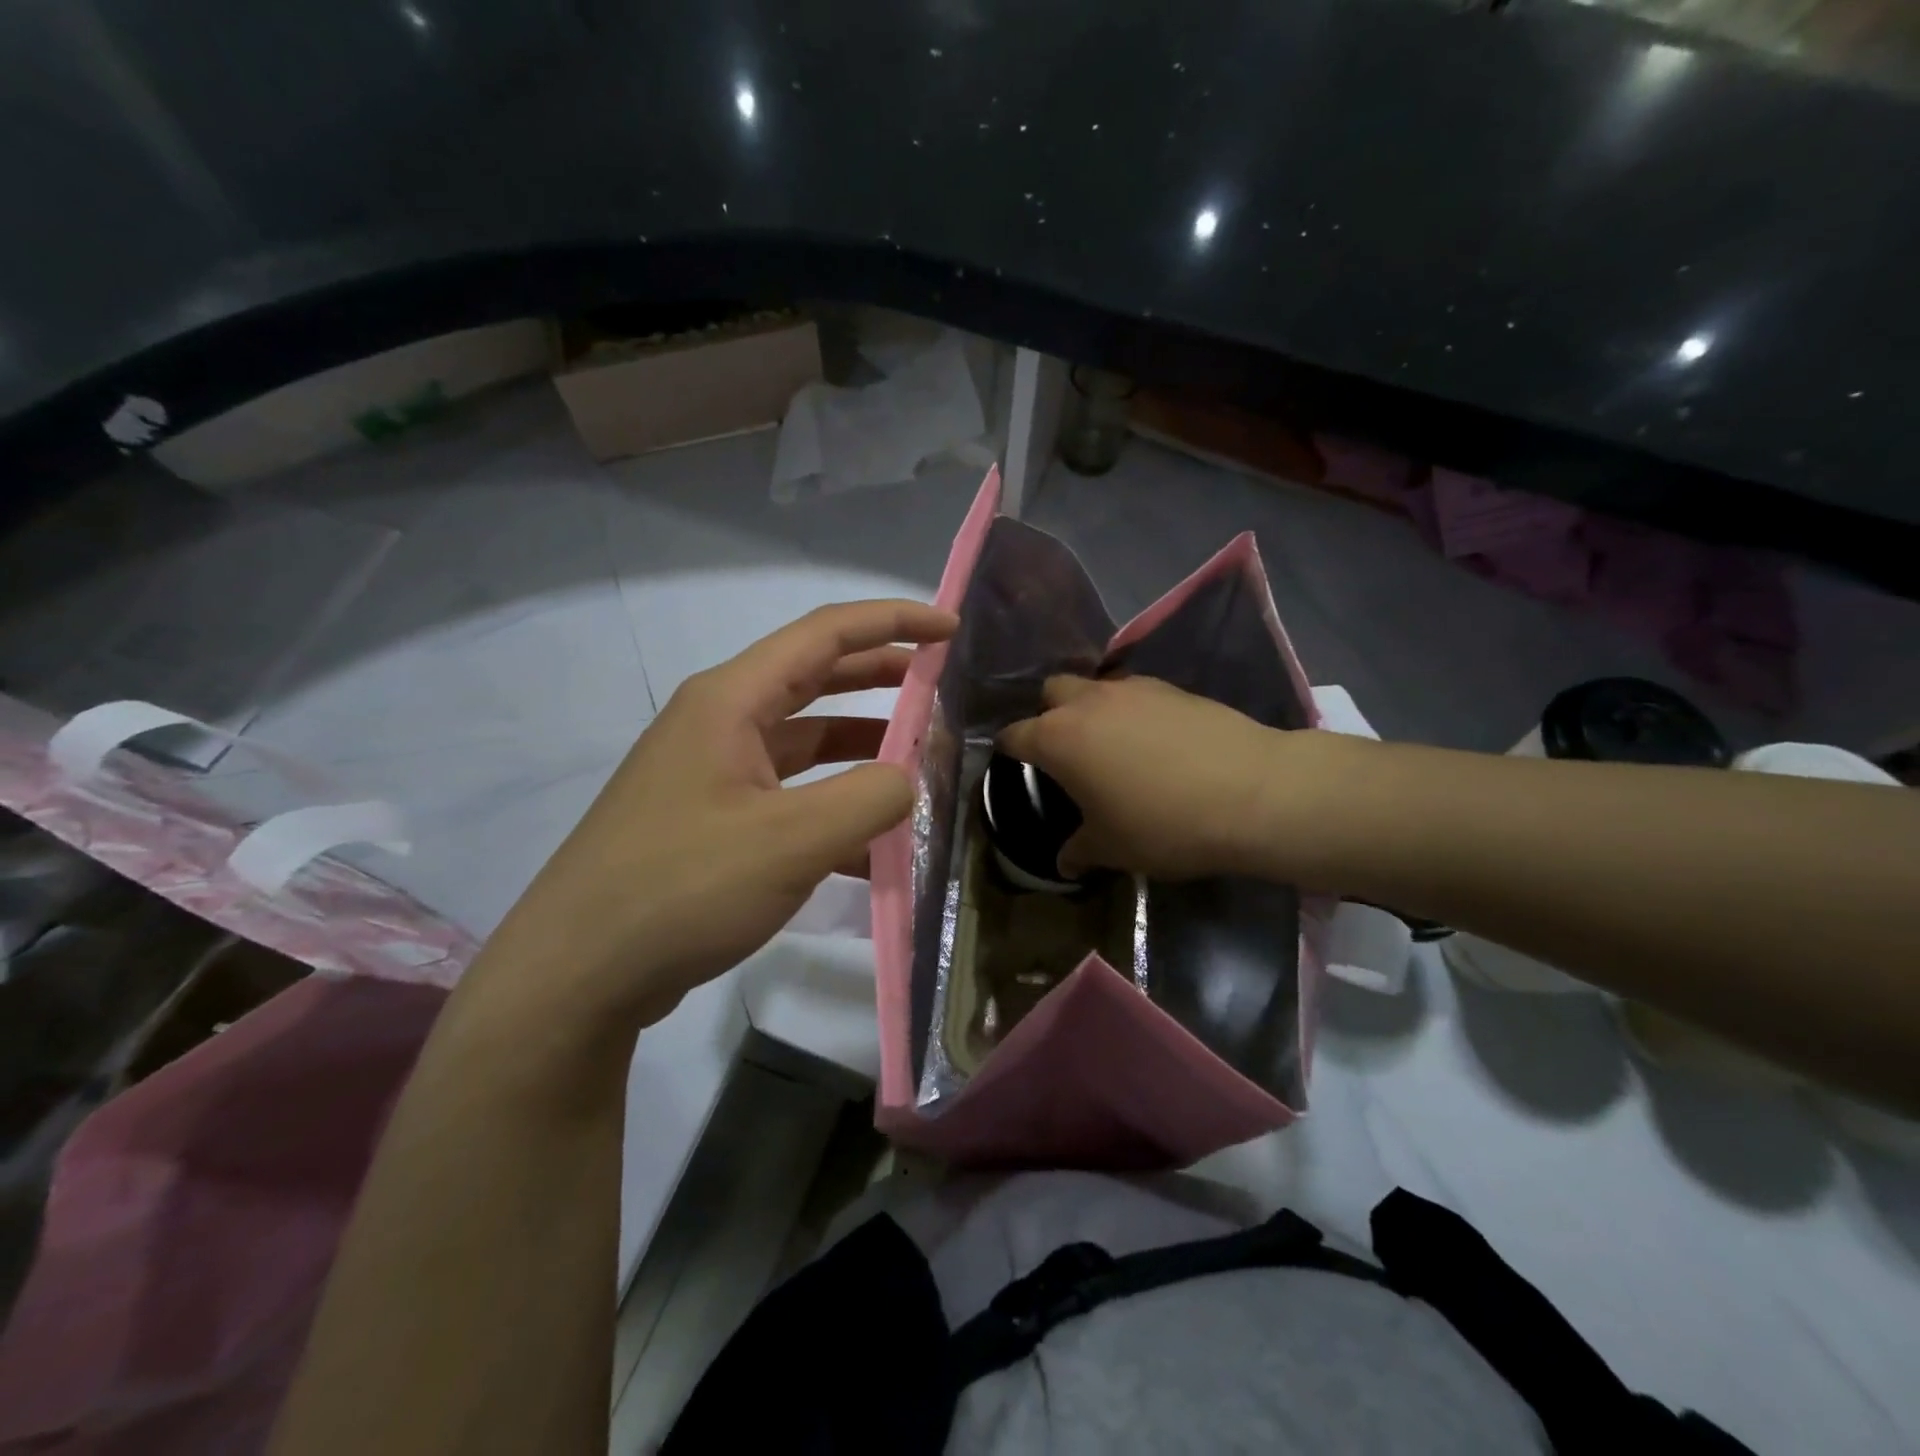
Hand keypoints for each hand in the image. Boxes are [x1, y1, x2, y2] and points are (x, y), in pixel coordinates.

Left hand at [465, 600, 955, 1043]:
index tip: (949, 630)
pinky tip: (871, 845)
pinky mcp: (711, 821)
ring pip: (803, 742)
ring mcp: (712, 774)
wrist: (576, 975)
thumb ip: (870, 798)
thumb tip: (909, 779)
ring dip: (860, 748)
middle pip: (813, 678)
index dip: (891, 622)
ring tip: (918, 765)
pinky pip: (788, 795)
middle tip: (940, 683)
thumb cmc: (682, 889)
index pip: (824, 634)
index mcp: (731, 701)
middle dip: (880, 676)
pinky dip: (832, 805)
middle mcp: (719, 723)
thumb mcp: (792, 840)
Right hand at [998, 675, 1347, 881]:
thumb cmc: (1163, 824)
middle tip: (1065, 752)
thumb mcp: (1112, 848)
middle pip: (1052, 691)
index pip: (1014, 735)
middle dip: (1049, 714)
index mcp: (1059, 738)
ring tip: (1111, 745)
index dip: (1008, 751)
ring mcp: (1133, 689)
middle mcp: (1088, 702)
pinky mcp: (1173, 688)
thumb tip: (1066, 862)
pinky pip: (1135, 693)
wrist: (1251, 793)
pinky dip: (1131, 711)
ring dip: (1092, 709)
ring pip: (1095, 687)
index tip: (1013, 766)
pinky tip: (1153, 742)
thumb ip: (1080, 851)